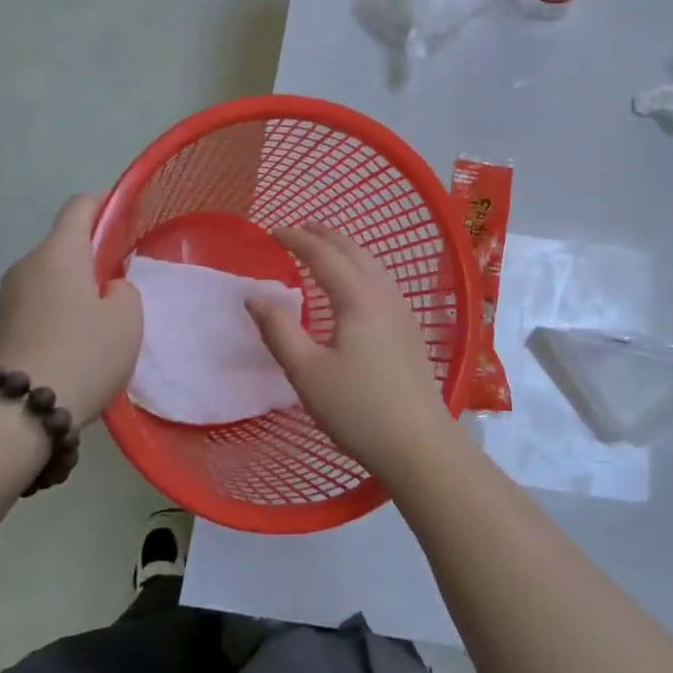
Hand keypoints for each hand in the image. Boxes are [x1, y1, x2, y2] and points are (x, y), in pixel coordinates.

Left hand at [0, 195, 141, 423]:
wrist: (14, 415)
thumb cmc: (82, 354)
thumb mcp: (127, 319)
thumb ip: (123, 290)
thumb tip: (105, 289)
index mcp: (60, 252)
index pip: (80, 206)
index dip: (105, 206)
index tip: (126, 223)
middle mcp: (27, 265)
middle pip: (65, 246)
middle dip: (93, 260)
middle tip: (121, 289)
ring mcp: (7, 299)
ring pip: (50, 279)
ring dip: (74, 292)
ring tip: (99, 327)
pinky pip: (36, 307)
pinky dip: (56, 317)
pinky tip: (74, 349)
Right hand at [246, 225, 459, 483]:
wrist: (418, 442)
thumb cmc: (357, 408)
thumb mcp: (307, 373)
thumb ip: (279, 331)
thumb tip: (254, 297)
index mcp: (357, 298)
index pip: (324, 255)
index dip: (297, 239)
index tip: (273, 231)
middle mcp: (383, 294)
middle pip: (353, 251)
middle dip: (325, 235)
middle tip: (299, 229)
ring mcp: (402, 310)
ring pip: (372, 264)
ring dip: (346, 248)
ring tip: (325, 248)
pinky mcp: (409, 328)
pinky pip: (382, 280)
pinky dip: (361, 266)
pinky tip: (356, 284)